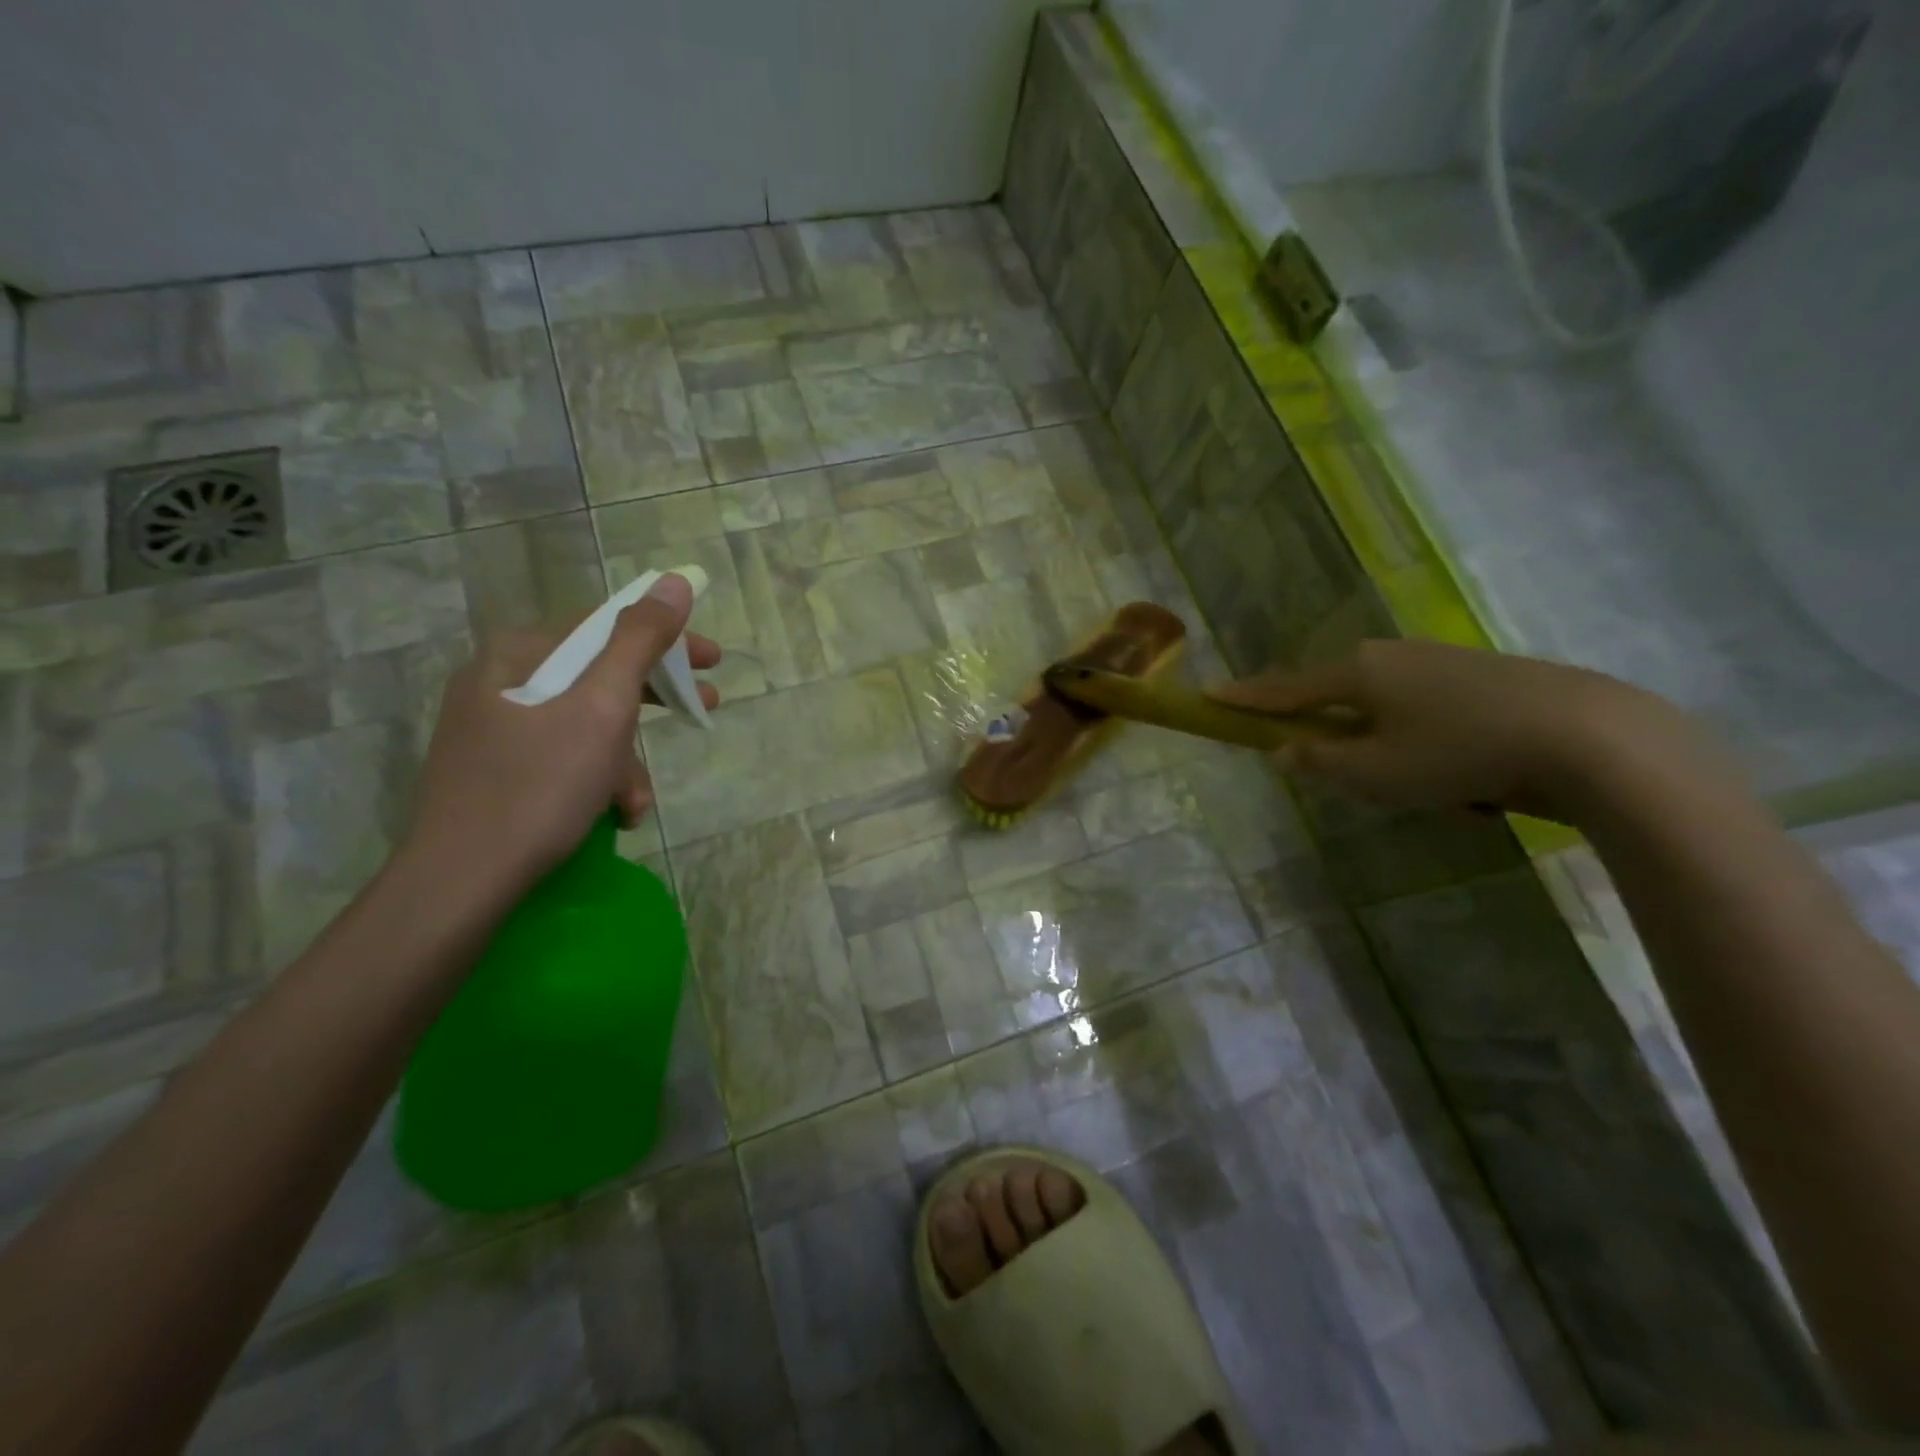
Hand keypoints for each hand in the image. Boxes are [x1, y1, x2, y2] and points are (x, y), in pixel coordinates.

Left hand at [402, 573, 720, 896]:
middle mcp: (501, 680)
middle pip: (599, 675)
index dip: (668, 640)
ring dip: (625, 759)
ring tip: (637, 802)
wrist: (462, 881)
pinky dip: (596, 779)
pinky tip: (613, 813)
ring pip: (585, 724)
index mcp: (519, 654)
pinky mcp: (496, 770)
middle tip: (704, 708)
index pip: (607, 627)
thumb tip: (674, 582)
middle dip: (654, 702)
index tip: (713, 662)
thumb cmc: (540, 786)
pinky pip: (563, 756)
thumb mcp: (603, 708)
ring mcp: (494, 727)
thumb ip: (640, 641)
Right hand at [1210, 639, 1695, 821]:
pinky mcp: (1485, 674)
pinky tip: (1472, 778)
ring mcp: (1442, 659)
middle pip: (1340, 694)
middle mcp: (1393, 655)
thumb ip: (1320, 761)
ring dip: (1394, 747)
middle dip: (1336, 731)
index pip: (1285, 689)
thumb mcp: (1376, 773)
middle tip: (1350, 772)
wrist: (1587, 736)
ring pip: (1392, 708)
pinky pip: (1434, 712)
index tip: (1209, 693)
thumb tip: (1284, 749)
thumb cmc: (1458, 754)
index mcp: (1357, 673)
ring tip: (1433, 790)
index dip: (1245, 697)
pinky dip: (1435, 745)